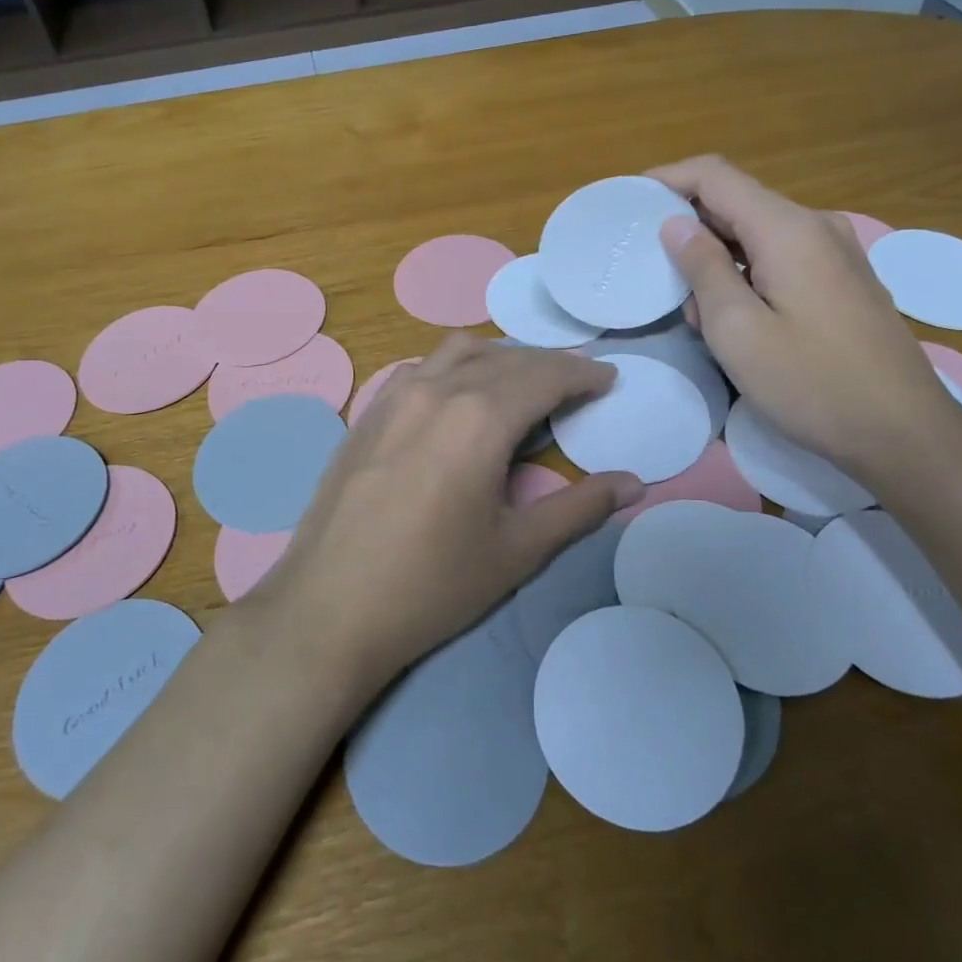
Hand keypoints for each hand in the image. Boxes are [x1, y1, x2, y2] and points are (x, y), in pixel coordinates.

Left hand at [251, 335, 643, 690]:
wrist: (328, 609)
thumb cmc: (431, 586)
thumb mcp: (516, 551)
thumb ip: (579, 509)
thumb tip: (633, 483)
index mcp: (479, 418)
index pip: (545, 376)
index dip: (583, 374)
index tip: (608, 379)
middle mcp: (436, 390)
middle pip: (506, 359)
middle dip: (549, 365)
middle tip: (578, 384)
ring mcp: (394, 397)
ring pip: (458, 352)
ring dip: (500, 358)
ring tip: (522, 385)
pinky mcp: (367, 414)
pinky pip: (420, 369)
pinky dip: (454, 368)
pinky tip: (457, 398)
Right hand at [648, 154, 961, 478]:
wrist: (903, 432)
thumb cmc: (811, 383)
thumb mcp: (738, 331)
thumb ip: (703, 269)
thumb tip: (676, 224)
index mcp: (788, 229)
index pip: (715, 176)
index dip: (667, 179)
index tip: (627, 200)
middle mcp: (815, 226)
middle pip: (736, 202)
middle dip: (688, 228)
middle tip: (651, 269)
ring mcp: (835, 252)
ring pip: (756, 235)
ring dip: (715, 259)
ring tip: (692, 311)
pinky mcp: (842, 280)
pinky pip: (779, 258)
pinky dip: (744, 274)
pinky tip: (732, 319)